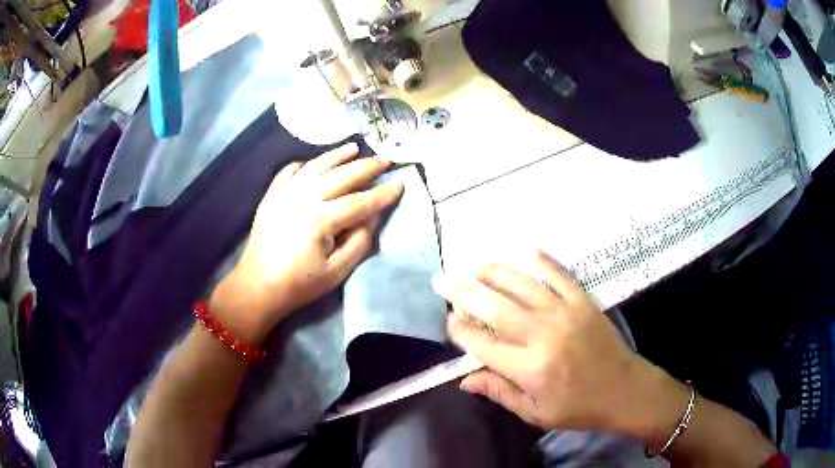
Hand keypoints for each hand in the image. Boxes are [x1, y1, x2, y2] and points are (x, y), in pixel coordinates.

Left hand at [211, 143, 403, 343]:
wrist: (257, 286)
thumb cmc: (299, 284)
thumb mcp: (336, 272)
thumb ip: (359, 243)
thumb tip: (372, 217)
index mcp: (320, 219)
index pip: (359, 202)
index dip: (382, 194)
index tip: (400, 184)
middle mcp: (303, 198)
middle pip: (341, 176)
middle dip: (366, 166)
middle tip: (385, 159)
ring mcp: (284, 193)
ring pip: (316, 166)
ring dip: (337, 155)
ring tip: (355, 148)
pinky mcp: (271, 195)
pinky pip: (290, 171)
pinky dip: (305, 164)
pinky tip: (315, 163)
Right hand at [433, 251, 686, 438]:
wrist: (624, 390)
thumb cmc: (577, 407)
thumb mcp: (535, 412)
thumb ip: (499, 392)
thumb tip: (464, 379)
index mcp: (529, 368)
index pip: (482, 344)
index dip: (460, 330)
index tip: (448, 320)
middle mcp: (542, 335)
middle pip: (494, 308)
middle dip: (463, 292)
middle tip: (443, 280)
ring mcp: (564, 313)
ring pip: (521, 285)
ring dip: (494, 273)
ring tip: (475, 266)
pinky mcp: (583, 301)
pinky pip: (559, 275)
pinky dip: (542, 261)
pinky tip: (526, 251)